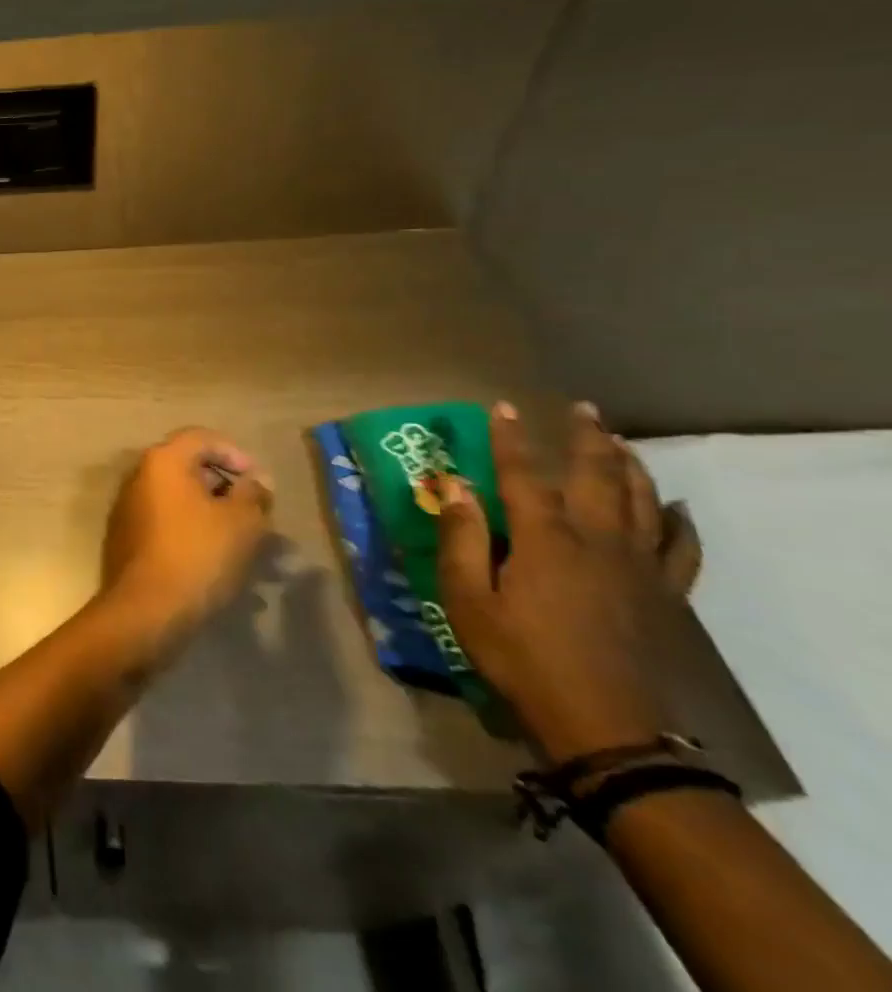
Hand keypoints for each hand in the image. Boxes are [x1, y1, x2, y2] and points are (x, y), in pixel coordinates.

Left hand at [100, 427, 273, 638]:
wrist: (146, 609)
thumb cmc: (198, 555)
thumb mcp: (241, 522)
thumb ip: (253, 494)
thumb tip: (256, 480)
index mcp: (162, 461)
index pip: (201, 438)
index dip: (234, 453)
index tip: (258, 482)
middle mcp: (139, 475)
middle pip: (187, 466)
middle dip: (224, 485)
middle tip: (253, 511)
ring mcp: (128, 506)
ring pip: (178, 497)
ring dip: (210, 511)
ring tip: (241, 540)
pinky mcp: (126, 536)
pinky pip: (165, 521)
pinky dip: (191, 529)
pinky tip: (214, 558)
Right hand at [436, 402, 703, 764]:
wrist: (604, 726)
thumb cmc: (520, 657)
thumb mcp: (468, 600)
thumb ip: (461, 539)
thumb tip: (454, 486)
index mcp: (544, 540)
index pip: (523, 475)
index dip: (511, 439)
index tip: (503, 408)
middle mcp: (597, 541)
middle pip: (597, 476)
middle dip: (587, 438)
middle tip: (582, 409)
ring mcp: (638, 568)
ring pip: (643, 501)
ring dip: (630, 465)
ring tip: (619, 441)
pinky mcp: (663, 595)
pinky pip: (681, 548)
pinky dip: (679, 521)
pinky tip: (674, 507)